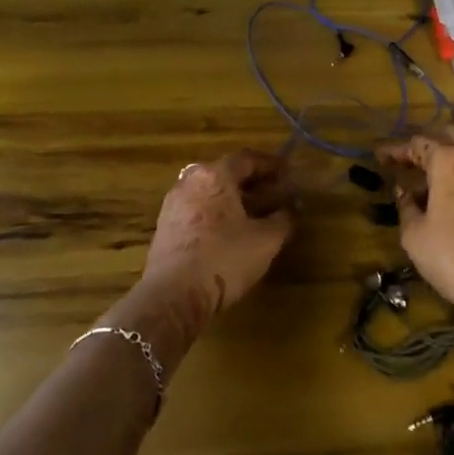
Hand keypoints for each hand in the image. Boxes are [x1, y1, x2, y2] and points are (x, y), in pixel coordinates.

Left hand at [142, 149, 294, 315]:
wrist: (174, 296)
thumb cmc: (224, 258)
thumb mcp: (266, 240)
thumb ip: (282, 220)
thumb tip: (288, 210)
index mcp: (214, 176)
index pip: (246, 158)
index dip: (270, 164)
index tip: (287, 171)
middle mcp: (190, 182)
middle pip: (225, 173)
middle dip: (251, 181)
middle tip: (273, 191)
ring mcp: (173, 205)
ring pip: (209, 192)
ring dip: (233, 198)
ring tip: (254, 213)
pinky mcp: (165, 229)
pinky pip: (197, 210)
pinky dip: (216, 214)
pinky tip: (230, 232)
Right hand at [375, 126, 453, 322]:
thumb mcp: (415, 236)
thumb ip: (406, 207)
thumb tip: (404, 191)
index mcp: (450, 161)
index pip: (418, 143)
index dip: (397, 149)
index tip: (382, 157)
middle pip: (451, 137)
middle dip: (428, 144)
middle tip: (411, 160)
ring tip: (439, 176)